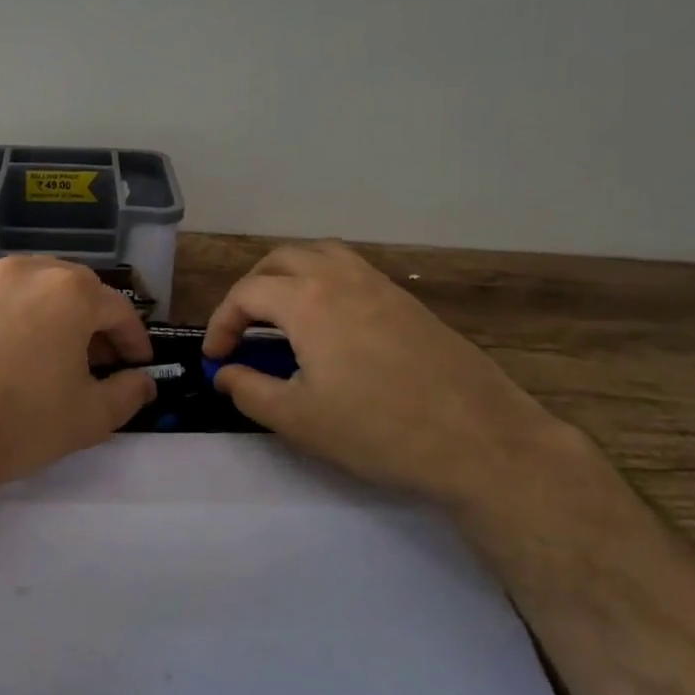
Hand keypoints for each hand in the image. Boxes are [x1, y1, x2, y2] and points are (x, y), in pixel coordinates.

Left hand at [0, 256, 155, 501]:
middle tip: (97, 362)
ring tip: (50, 356)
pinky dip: (11, 318)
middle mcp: (27, 270)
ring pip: (32, 290)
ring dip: (51, 316)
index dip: (133, 341)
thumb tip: (143, 382)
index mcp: (69, 291)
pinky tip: (3, 354)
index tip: (138, 365)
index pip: (119, 310)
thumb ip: (127, 394)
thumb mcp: (87, 419)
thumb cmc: (15, 423)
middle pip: (76, 290)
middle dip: (93, 324)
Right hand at [203, 241, 568, 503]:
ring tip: (281, 312)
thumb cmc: (378, 430)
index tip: (216, 358)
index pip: (246, 293)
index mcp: (307, 300)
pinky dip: (324, 280)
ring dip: (289, 275)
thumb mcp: (298, 419)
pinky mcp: (407, 300)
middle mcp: (340, 277)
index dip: (221, 323)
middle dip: (250, 289)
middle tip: (242, 328)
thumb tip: (224, 373)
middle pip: (280, 260)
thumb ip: (249, 390)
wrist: (479, 439)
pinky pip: (352, 270)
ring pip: (320, 254)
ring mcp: (379, 284)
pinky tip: (330, 322)